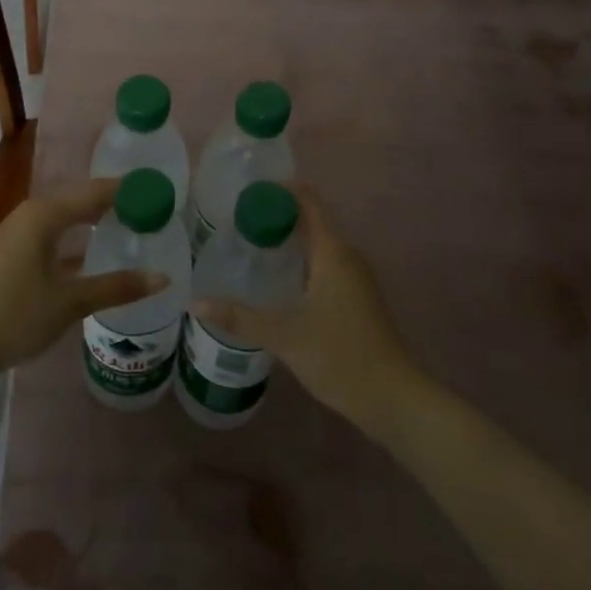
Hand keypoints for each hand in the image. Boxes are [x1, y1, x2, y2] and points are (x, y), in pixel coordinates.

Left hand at [0, 179, 166, 401]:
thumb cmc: (15, 316)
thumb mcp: (70, 302)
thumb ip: (117, 287)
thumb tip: (164, 277)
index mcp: (44, 214)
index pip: (96, 191)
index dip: (128, 190)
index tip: (160, 191)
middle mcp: (31, 214)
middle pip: (81, 199)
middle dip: (115, 203)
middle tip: (152, 210)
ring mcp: (19, 232)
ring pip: (67, 216)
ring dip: (96, 220)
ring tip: (131, 227)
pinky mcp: (13, 252)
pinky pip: (55, 232)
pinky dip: (78, 237)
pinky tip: (97, 253)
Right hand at [193, 189, 423, 433]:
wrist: (394, 399)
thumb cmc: (341, 357)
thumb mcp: (285, 337)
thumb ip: (241, 317)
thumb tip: (196, 303)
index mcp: (333, 253)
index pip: (309, 201)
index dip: (280, 190)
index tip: (247, 193)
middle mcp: (347, 257)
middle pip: (312, 220)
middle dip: (277, 215)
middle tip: (238, 221)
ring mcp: (356, 278)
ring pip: (319, 244)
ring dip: (289, 240)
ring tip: (250, 246)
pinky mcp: (357, 297)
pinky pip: (325, 263)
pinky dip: (300, 260)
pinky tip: (277, 280)